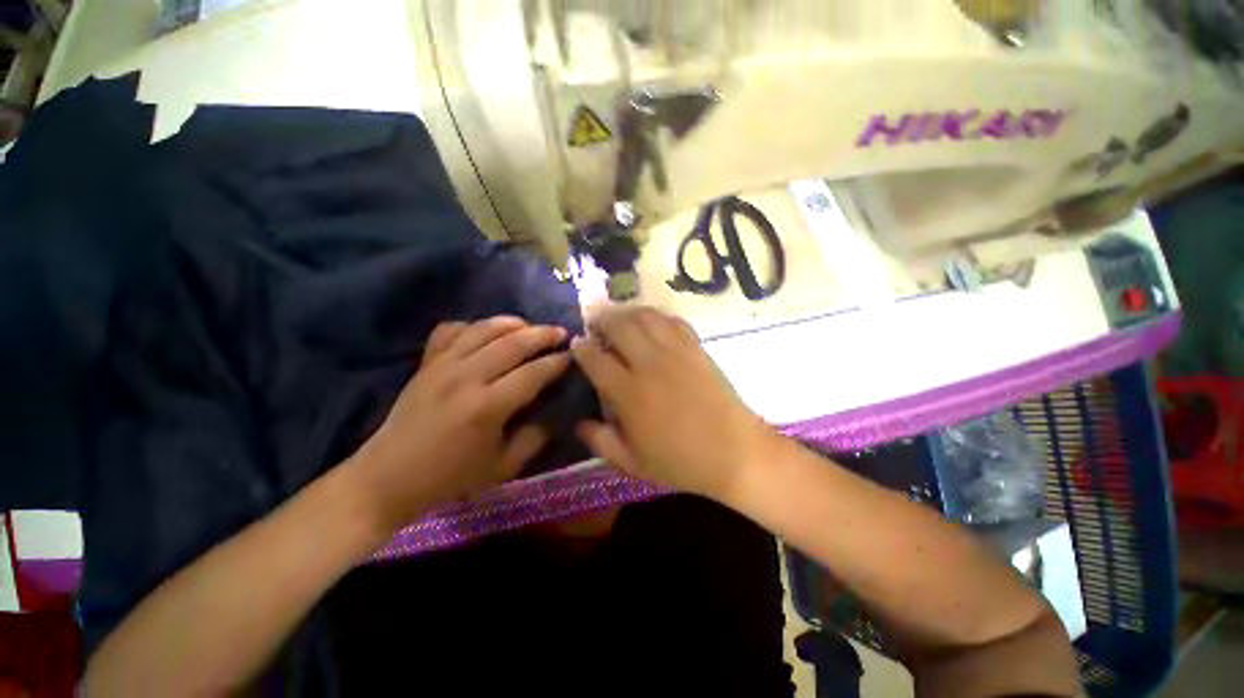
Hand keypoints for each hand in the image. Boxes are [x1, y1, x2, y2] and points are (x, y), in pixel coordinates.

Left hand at [348, 316, 569, 530]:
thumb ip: (534, 437)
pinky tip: (485, 332)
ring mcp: (442, 365)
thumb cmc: (450, 477)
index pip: (532, 373)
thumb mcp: (502, 467)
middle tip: (560, 332)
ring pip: (484, 329)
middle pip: (512, 343)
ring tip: (530, 327)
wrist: (388, 477)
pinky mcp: (426, 363)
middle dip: (542, 334)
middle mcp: (466, 377)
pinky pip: (451, 330)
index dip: (556, 362)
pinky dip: (472, 325)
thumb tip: (555, 413)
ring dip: (513, 323)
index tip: (572, 356)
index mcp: (487, 407)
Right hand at [571, 307, 779, 499]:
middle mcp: (649, 364)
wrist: (735, 453)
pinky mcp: (696, 348)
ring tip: (620, 318)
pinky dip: (657, 316)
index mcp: (629, 393)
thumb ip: (600, 441)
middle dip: (602, 320)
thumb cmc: (681, 462)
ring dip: (627, 313)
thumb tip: (578, 422)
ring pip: (645, 317)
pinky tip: (652, 322)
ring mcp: (675, 352)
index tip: (577, 343)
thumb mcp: (632, 463)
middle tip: (595, 324)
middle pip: (619, 326)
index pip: (596, 359)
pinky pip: (672, 321)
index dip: (581, 348)